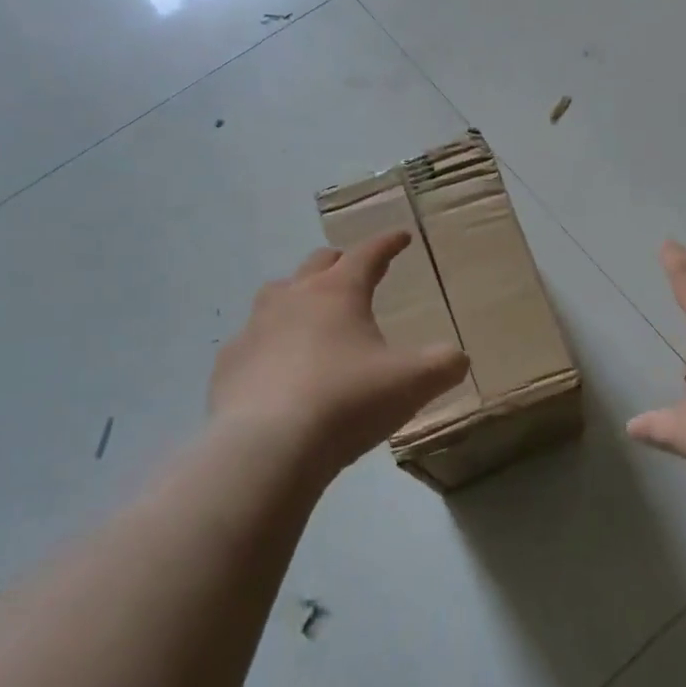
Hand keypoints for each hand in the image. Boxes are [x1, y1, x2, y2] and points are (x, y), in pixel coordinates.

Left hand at [209, 233, 469, 477]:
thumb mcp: (413, 383)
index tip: (401, 238)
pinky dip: (267, 343)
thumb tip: (457, 358)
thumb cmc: (347, 402)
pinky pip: (250, 341)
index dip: (387, 244)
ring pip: (276, 294)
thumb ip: (444, 365)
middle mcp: (293, 298)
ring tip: (310, 312)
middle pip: (318, 264)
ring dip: (297, 295)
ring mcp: (254, 329)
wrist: (267, 448)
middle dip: (341, 262)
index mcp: (338, 292)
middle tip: (355, 270)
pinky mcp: (228, 364)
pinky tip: (274, 367)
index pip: (368, 254)